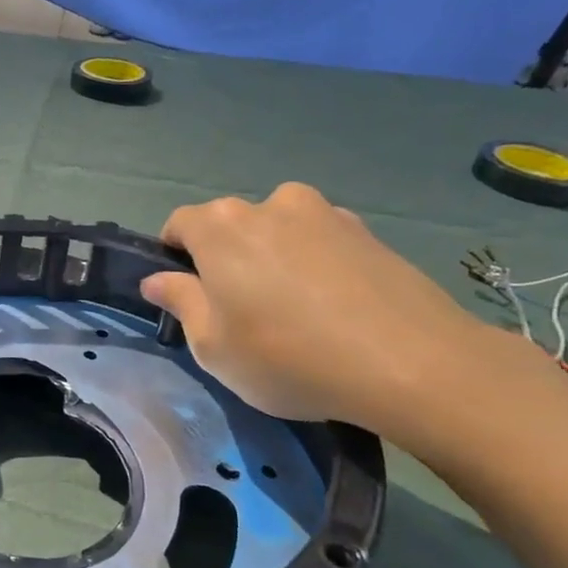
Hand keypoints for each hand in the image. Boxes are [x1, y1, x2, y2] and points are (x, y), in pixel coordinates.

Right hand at [139, 183, 516, 433]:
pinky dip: (313, 265)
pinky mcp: (368, 232)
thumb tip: (157, 279)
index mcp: (220, 227)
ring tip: (293, 311)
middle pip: (230, 226)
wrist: (410, 363)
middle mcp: (270, 204)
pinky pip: (320, 243)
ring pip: (278, 232)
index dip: (173, 258)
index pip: (178, 225)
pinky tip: (332, 310)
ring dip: (272, 259)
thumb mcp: (212, 345)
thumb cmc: (287, 356)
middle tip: (240, 312)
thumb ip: (180, 302)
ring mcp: (325, 213)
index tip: (187, 296)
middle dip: (225, 259)